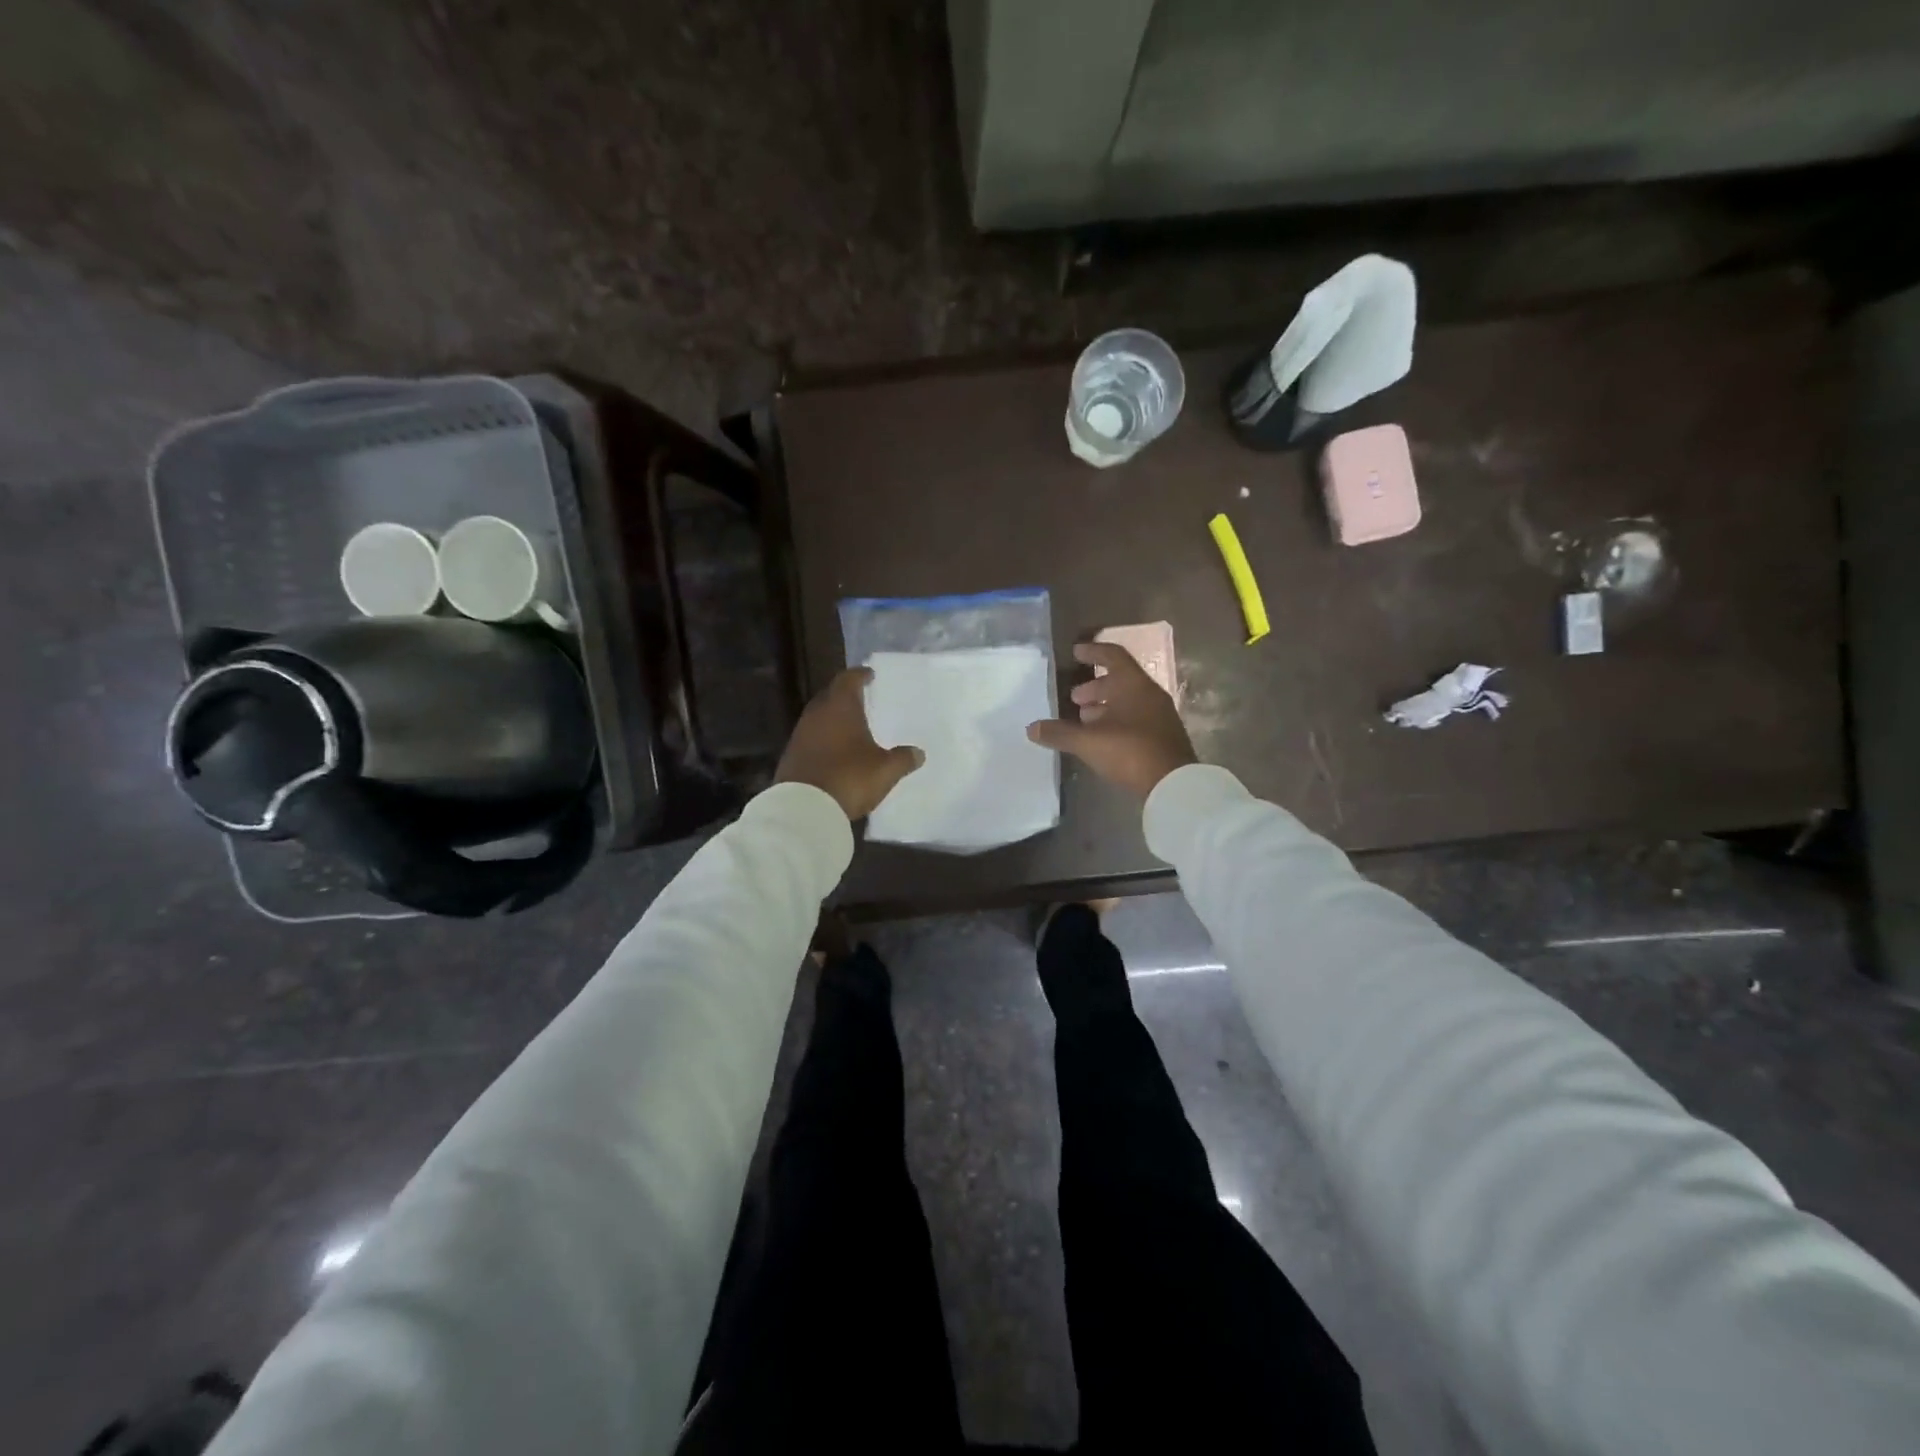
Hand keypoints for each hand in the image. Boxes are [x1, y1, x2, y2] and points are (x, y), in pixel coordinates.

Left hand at [775, 667, 923, 820]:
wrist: (804, 808)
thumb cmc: (849, 778)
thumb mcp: (885, 770)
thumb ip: (903, 759)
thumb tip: (918, 753)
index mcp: (840, 707)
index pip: (848, 680)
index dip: (860, 675)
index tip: (869, 675)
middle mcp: (817, 714)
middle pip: (830, 696)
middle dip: (845, 696)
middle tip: (861, 700)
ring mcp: (800, 735)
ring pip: (818, 718)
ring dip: (833, 719)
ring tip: (849, 726)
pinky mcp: (791, 756)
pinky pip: (810, 739)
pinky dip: (823, 739)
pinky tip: (834, 751)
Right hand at [1027, 641, 1196, 798]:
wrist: (1174, 785)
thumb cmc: (1129, 751)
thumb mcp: (1088, 742)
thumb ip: (1060, 733)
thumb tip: (1031, 729)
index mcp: (1134, 685)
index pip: (1113, 656)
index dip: (1093, 652)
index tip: (1075, 653)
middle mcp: (1149, 694)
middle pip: (1120, 680)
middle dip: (1095, 687)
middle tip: (1074, 698)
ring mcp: (1159, 716)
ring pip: (1128, 702)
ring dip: (1104, 706)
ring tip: (1083, 719)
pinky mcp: (1162, 737)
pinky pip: (1135, 719)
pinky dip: (1116, 722)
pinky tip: (1101, 739)